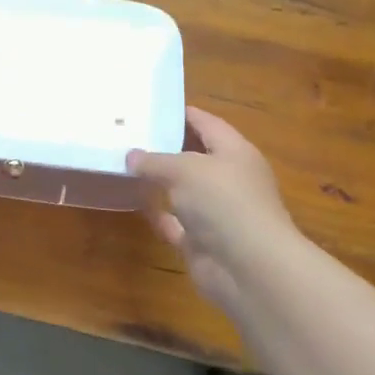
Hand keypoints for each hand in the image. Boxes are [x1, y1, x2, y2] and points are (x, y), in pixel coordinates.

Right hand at [127, 107, 297, 315]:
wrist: (249, 268)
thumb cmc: (223, 202)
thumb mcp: (184, 169)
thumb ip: (155, 160)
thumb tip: (131, 156)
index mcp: (234, 152)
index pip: (207, 123)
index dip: (182, 114)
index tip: (151, 107)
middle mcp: (229, 179)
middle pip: (194, 156)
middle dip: (165, 147)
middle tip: (129, 135)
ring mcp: (217, 212)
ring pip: (184, 190)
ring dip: (159, 181)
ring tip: (125, 166)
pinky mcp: (204, 241)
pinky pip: (176, 222)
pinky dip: (158, 213)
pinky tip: (133, 203)